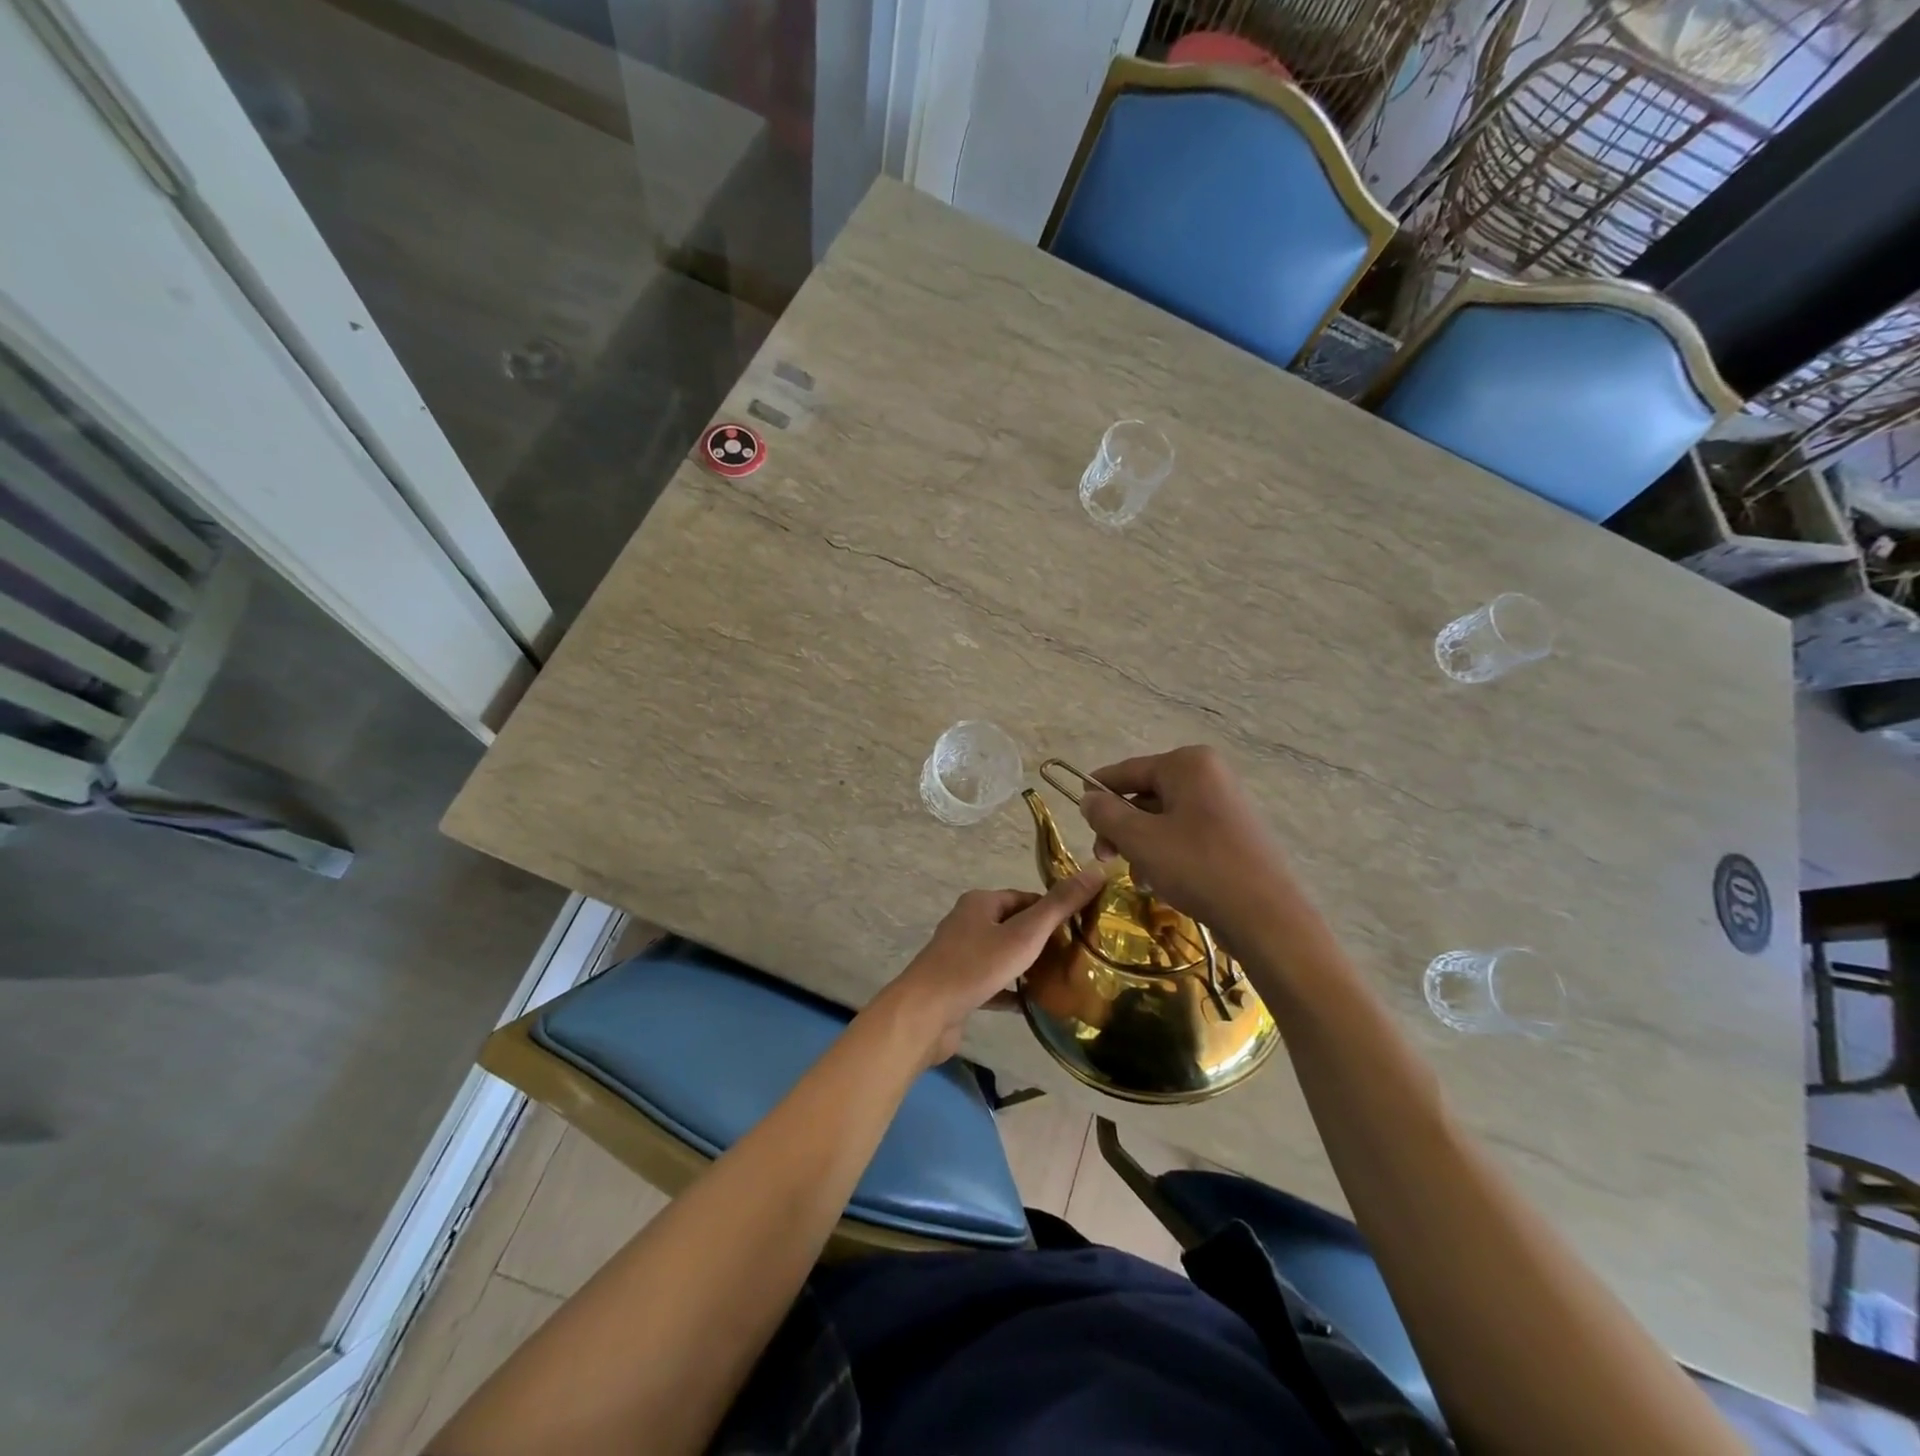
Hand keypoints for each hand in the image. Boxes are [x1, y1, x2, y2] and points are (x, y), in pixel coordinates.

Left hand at [879, 867, 1104, 1065]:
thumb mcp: (1025, 934)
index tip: (1081, 931)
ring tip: (1061, 981)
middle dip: (1043, 940)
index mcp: (980, 902)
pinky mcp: (958, 986)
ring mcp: (960, 955)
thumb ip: (1060, 905)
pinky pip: (993, 984)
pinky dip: (1012, 991)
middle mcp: (967, 923)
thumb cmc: (976, 966)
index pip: (1026, 898)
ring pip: (1003, 955)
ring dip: (1028, 967)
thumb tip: (1096, 870)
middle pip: (1014, 926)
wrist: (926, 1013)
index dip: (1053, 912)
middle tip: (1076, 958)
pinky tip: (1034, 1005)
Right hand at [1078, 745, 1295, 949]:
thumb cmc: (1196, 866)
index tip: (1077, 812)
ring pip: (1164, 819)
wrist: (1265, 915)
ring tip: (1139, 877)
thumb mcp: (1139, 838)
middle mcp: (1209, 775)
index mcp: (1187, 764)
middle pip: (1146, 795)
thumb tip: (1088, 799)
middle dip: (1121, 827)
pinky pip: (1186, 835)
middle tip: (1104, 857)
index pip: (1127, 770)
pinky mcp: (1234, 834)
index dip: (1097, 790)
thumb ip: (1105, 814)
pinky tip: (1161, 883)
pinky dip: (1167, 854)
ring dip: (1142, 846)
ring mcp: (1225, 804)